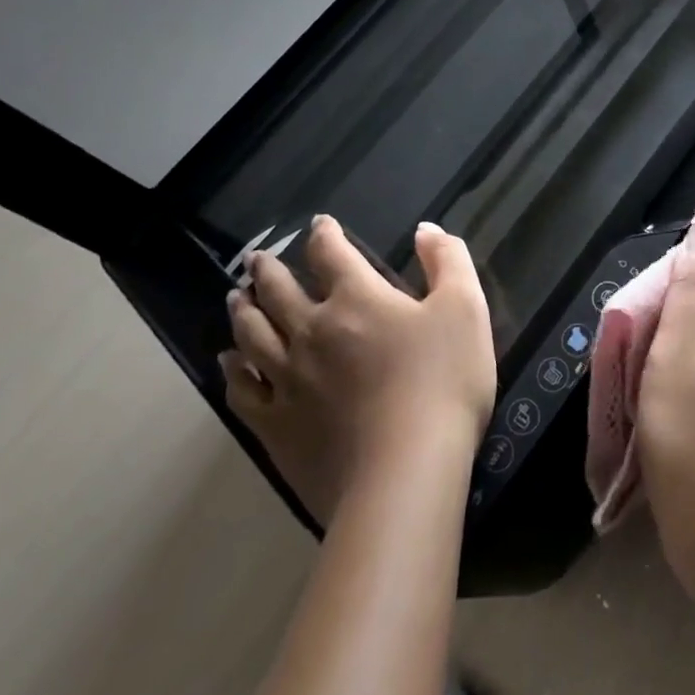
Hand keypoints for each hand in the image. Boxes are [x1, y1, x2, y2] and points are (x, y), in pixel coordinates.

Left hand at [219, 217, 494, 524]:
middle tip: (257, 259)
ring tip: (235, 297)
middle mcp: (312, 330)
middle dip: (269, 270)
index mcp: (357, 299)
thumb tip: (425, 229)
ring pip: (252, 335)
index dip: (324, 234)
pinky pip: (243, 391)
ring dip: (243, 311)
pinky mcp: (276, 426)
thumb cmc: (443, 381)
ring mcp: (287, 380)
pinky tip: (229, 363)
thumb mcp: (465, 308)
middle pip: (279, 291)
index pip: (332, 254)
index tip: (319, 224)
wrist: (405, 470)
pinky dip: (233, 371)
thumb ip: (448, 261)